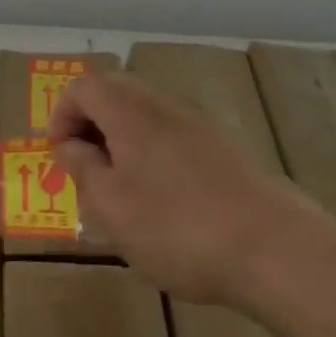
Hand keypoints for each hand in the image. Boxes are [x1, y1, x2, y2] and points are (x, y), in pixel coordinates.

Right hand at [50, 72, 318, 306]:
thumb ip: (83, 169)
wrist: (275, 249)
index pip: (83, 87)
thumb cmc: (178, 229)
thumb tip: (70, 144)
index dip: (61, 115)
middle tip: (85, 166)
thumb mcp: (112, 207)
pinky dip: (151, 150)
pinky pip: (172, 133)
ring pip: (145, 113)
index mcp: (130, 114)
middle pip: (115, 92)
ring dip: (120, 137)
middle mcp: (163, 106)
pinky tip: (161, 198)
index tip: (60, 155)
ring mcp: (198, 124)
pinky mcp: (224, 148)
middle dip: (90, 122)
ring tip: (119, 187)